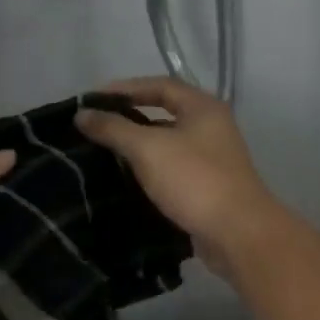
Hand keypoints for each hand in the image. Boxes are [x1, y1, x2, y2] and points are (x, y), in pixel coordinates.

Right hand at [74, 77, 284, 283]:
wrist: (238, 233)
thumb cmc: (194, 180)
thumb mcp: (148, 148)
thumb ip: (114, 128)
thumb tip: (82, 114)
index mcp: (203, 108)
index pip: (160, 85)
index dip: (126, 88)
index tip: (94, 99)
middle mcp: (211, 127)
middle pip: (165, 113)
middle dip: (129, 118)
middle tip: (96, 125)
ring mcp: (212, 159)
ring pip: (168, 144)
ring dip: (138, 146)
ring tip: (104, 152)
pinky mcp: (208, 187)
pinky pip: (172, 170)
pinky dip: (150, 170)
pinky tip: (126, 180)